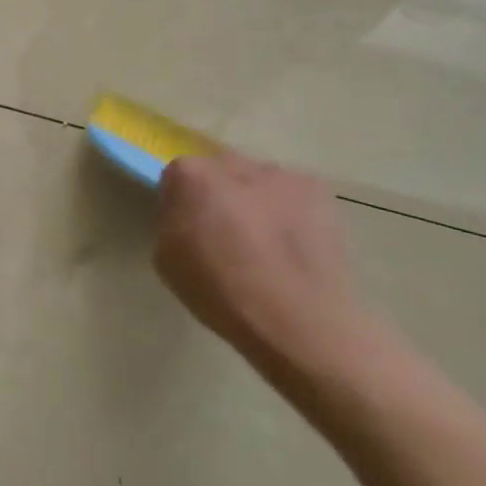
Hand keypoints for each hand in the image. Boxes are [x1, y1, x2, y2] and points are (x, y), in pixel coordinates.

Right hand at [153, 152, 375, 388]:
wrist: (298, 321)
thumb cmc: (221, 294)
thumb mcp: (166, 259)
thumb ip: (172, 220)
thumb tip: (188, 212)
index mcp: (192, 176)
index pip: (177, 175)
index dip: (180, 203)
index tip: (188, 229)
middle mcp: (235, 163)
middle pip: (218, 170)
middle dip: (218, 194)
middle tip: (225, 234)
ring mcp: (281, 174)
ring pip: (256, 180)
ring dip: (254, 200)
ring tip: (265, 244)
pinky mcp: (319, 191)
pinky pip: (290, 194)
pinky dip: (287, 211)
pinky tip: (292, 245)